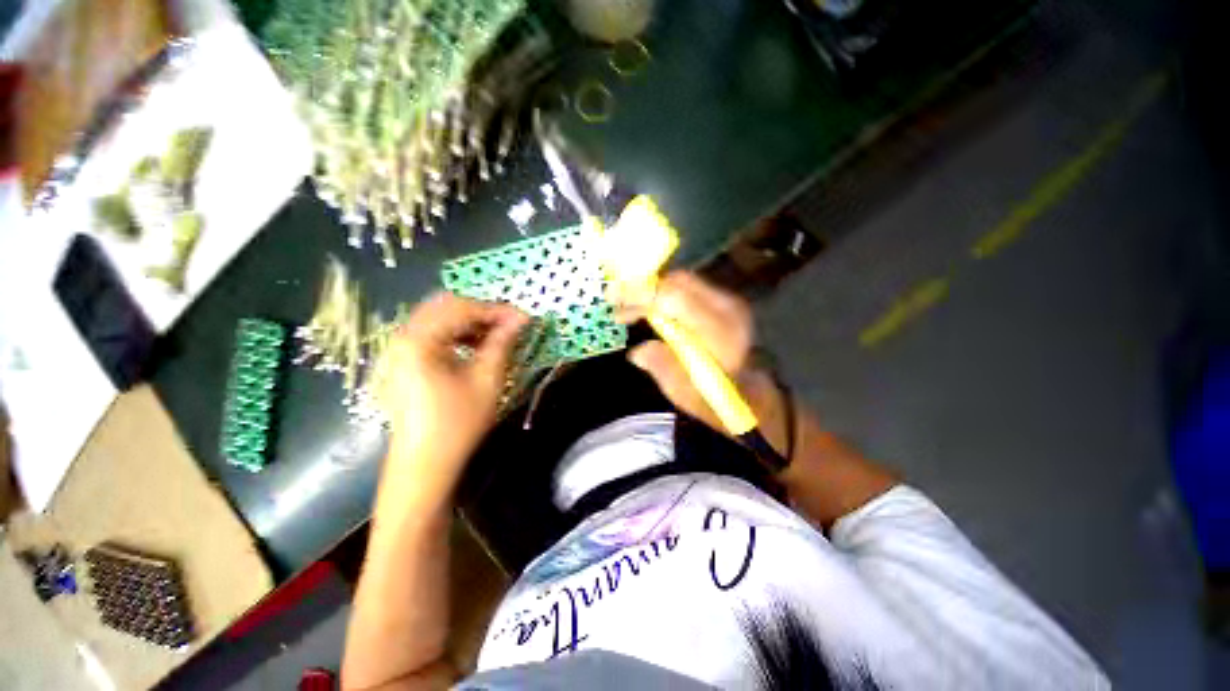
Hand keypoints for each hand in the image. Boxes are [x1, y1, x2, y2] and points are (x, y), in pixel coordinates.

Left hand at [374, 293, 527, 501]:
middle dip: (481, 311)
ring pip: (438, 319)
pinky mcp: (403, 362)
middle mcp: (403, 337)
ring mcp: (399, 350)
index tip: (524, 317)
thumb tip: (521, 318)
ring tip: (496, 335)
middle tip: (509, 324)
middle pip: (445, 307)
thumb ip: (502, 342)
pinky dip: (456, 334)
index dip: (496, 310)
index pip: (462, 308)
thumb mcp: (487, 379)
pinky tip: (475, 347)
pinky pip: (432, 335)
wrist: (424, 465)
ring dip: (469, 322)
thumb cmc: (458, 422)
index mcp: (419, 340)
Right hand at [616, 272, 760, 431]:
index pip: (676, 300)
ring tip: (626, 306)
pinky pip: (687, 287)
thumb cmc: (715, 398)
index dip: (642, 296)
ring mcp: (728, 302)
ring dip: (651, 290)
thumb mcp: (686, 394)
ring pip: (682, 281)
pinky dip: (663, 293)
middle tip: (615, 302)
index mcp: (720, 333)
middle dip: (642, 289)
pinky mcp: (722, 301)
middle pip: (678, 284)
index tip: (615, 303)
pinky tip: (647, 307)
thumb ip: (663, 369)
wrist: (748, 391)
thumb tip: (636, 352)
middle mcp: (728, 309)